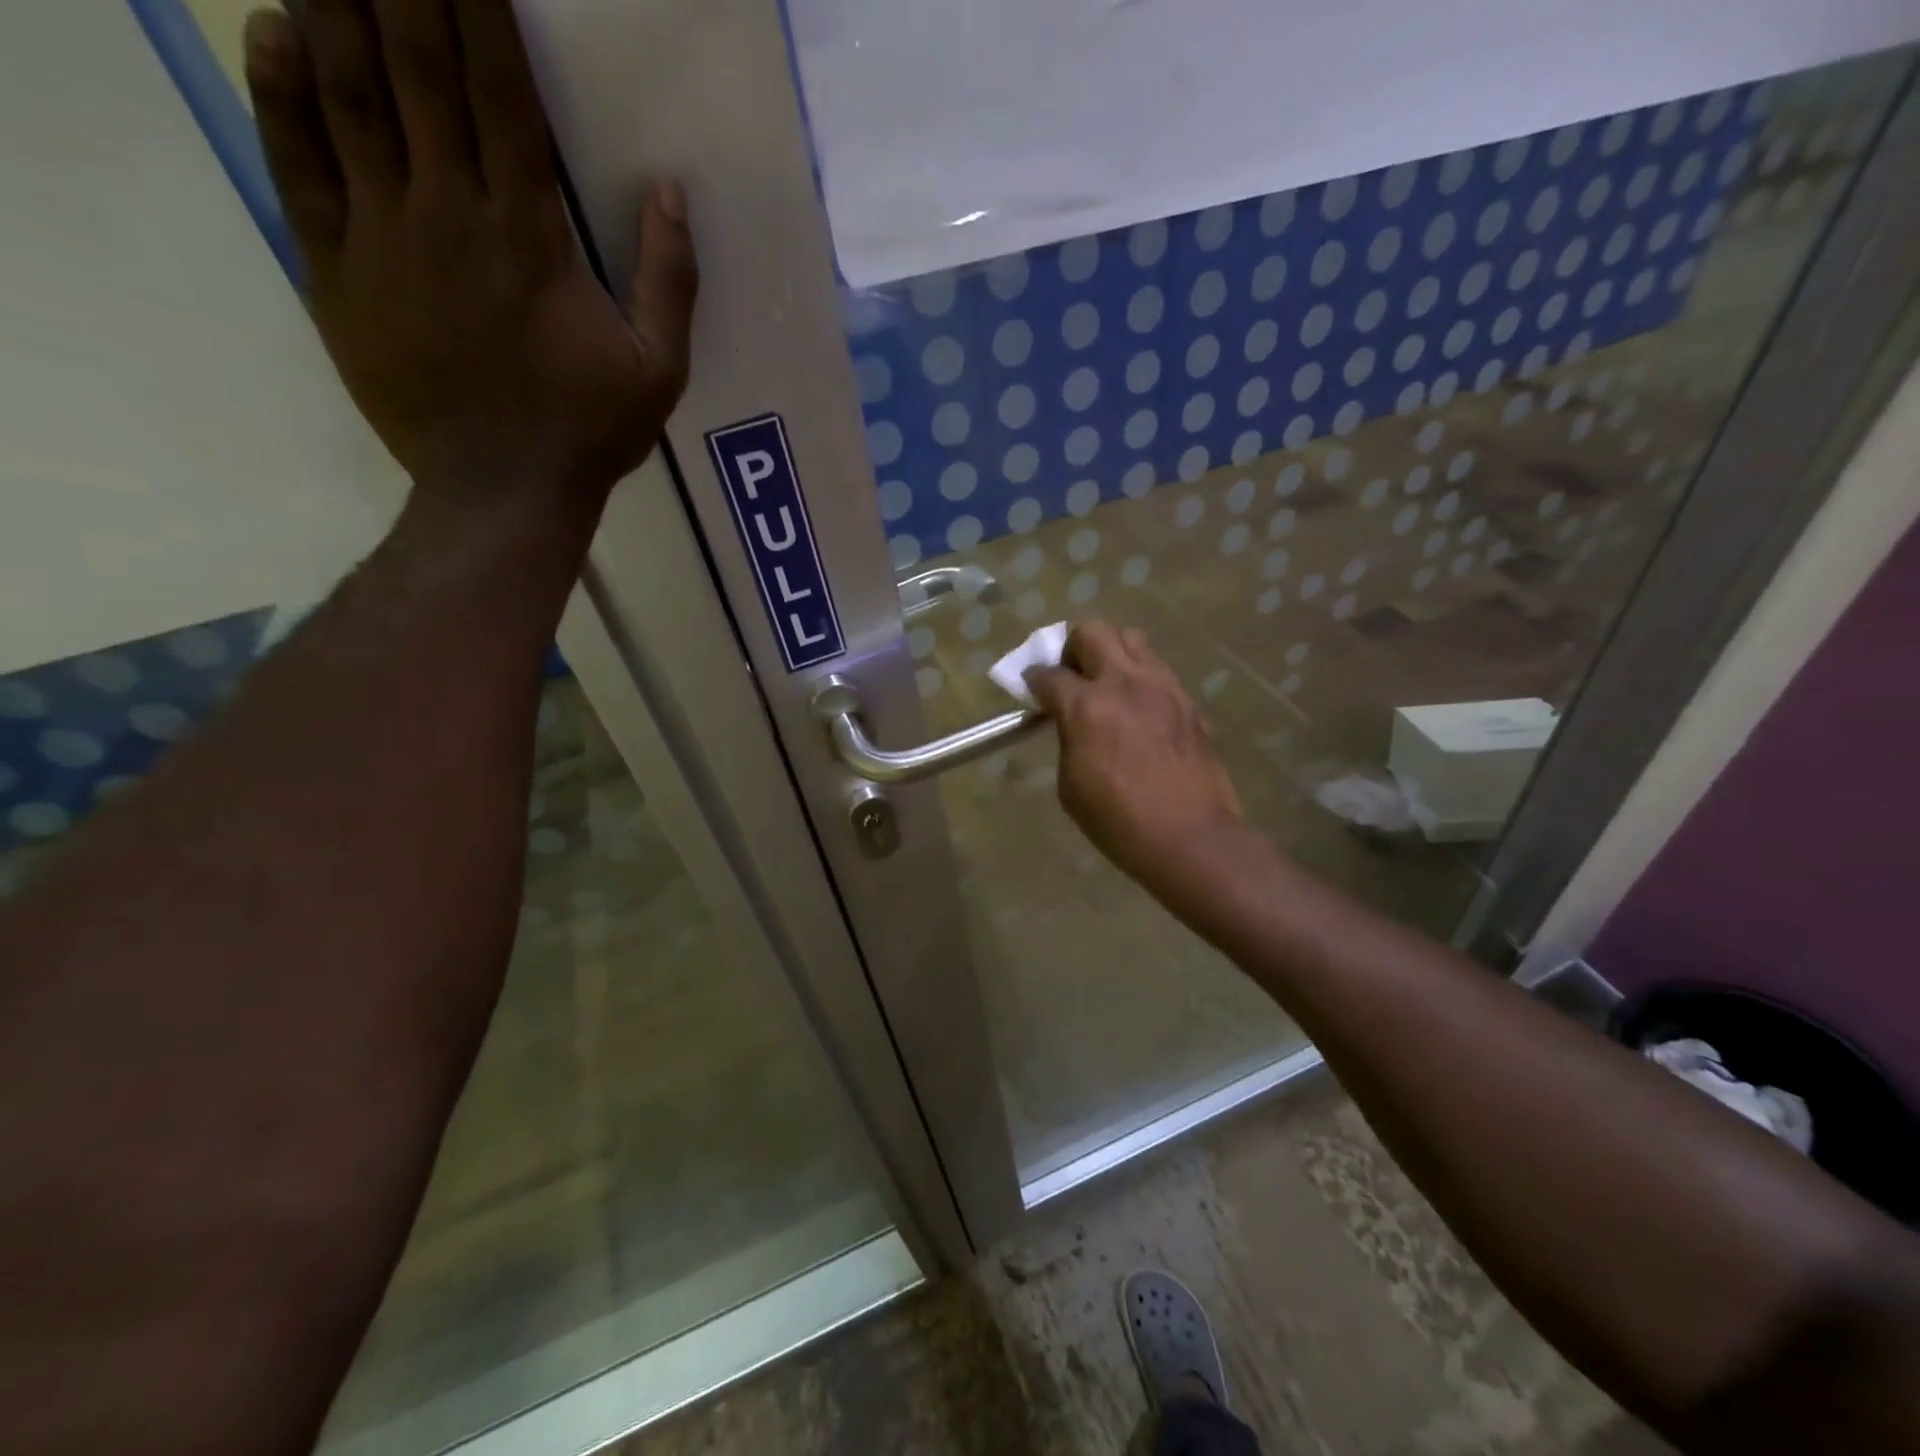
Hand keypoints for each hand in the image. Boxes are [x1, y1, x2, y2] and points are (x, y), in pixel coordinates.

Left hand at [243, 0, 697, 505]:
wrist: (503, 492)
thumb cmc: (590, 432)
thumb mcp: (660, 370)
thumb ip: (670, 281)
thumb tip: (671, 191)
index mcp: (530, 235)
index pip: (499, 91)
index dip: (478, 6)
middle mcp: (448, 213)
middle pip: (414, 67)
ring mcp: (384, 238)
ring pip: (347, 95)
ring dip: (332, 4)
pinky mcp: (338, 271)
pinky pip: (298, 165)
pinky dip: (282, 94)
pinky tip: (278, 33)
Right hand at [1026, 622, 1243, 888]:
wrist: (1191, 838)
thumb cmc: (1119, 821)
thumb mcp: (1071, 785)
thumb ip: (1068, 739)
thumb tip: (1071, 722)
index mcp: (1087, 707)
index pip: (1048, 674)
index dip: (1033, 680)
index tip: (1033, 689)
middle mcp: (1124, 684)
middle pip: (1092, 632)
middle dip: (1073, 648)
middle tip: (1072, 677)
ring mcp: (1163, 687)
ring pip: (1132, 638)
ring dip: (1111, 652)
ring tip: (1108, 683)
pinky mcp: (1189, 702)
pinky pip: (1159, 670)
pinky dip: (1141, 678)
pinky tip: (1140, 710)